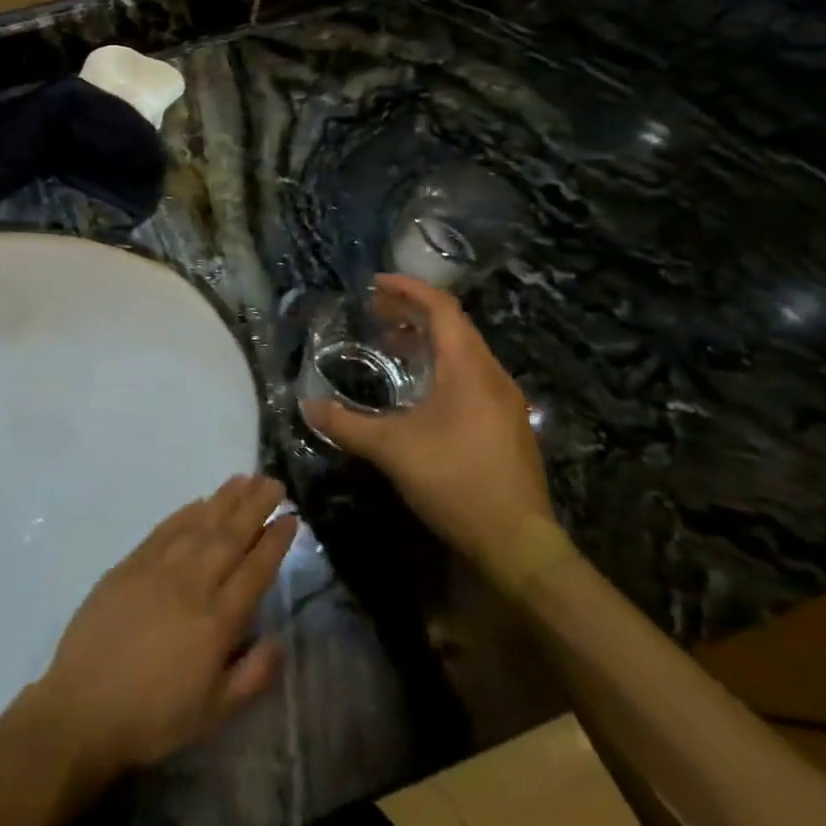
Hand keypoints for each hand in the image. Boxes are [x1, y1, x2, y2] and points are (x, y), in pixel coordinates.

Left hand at [34, 474, 295, 785]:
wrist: (82, 706)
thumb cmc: (153, 717)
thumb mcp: (212, 714)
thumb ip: (252, 676)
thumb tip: (281, 641)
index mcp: (216, 622)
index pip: (254, 571)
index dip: (275, 542)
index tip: (291, 517)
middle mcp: (192, 585)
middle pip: (230, 537)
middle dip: (255, 507)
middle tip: (275, 482)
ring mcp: (158, 569)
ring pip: (199, 524)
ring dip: (225, 499)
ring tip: (245, 478)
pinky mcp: (130, 564)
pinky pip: (165, 529)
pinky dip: (185, 512)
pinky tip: (200, 500)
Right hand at [304, 275, 554, 574]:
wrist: (518, 542)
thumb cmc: (455, 481)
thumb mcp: (391, 450)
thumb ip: (346, 424)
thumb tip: (308, 406)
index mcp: (468, 369)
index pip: (441, 309)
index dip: (408, 289)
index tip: (375, 283)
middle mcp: (492, 375)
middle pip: (454, 326)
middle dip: (413, 313)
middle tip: (375, 313)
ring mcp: (504, 401)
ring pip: (464, 352)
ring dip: (427, 341)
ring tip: (391, 345)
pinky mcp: (506, 424)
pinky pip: (471, 376)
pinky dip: (441, 367)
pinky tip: (420, 390)